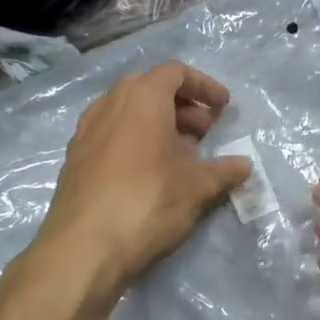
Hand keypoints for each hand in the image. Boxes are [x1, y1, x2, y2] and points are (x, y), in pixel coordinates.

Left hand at [36, 61, 252, 296]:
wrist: (84, 248)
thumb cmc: (148, 203)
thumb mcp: (197, 187)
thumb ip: (224, 171)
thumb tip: (244, 165)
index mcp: (141, 99)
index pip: (175, 72)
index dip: (204, 86)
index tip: (223, 107)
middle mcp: (109, 105)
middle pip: (149, 88)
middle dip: (181, 104)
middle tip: (205, 131)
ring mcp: (86, 132)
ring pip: (127, 112)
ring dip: (157, 123)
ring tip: (181, 154)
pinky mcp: (75, 160)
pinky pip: (111, 135)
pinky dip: (135, 141)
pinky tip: (150, 173)